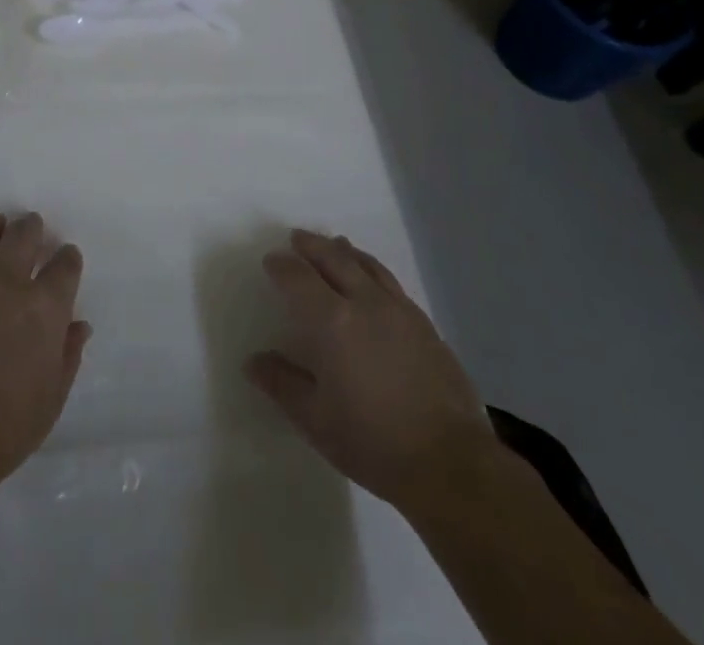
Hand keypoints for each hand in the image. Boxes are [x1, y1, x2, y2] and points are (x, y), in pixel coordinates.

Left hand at [0, 212, 89, 487]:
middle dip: (32, 227)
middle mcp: (7, 284)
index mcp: (44, 308)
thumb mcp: (52, 398)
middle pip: (23, 234)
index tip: (65, 260)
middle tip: (33, 228)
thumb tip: (78, 325)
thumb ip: (68, 355)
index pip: (65, 264)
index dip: (68, 258)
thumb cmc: (5, 429)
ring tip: (0, 228)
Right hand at [246, 230, 495, 512]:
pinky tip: (372, 280)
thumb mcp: (315, 419)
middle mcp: (364, 302)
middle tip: (297, 239)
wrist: (450, 463)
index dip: (281, 266)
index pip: (298, 277)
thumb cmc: (372, 441)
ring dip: (344, 251)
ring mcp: (399, 310)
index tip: (271, 262)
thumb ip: (282, 383)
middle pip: (333, 258)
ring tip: (335, 244)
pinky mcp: (425, 324)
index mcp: (331, 321)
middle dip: (312, 245)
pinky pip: (390, 282)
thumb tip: (253, 361)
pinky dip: (372, 269)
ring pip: (366, 264)